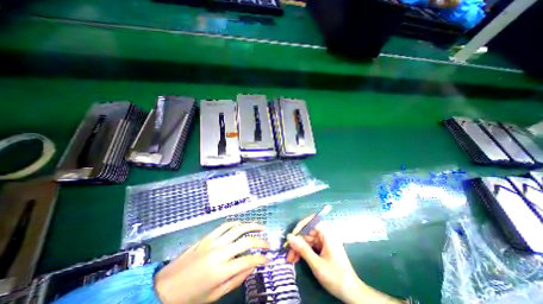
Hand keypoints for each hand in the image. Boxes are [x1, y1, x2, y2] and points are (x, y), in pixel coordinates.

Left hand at [154, 221, 267, 303]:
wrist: (164, 287)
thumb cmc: (190, 296)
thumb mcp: (214, 296)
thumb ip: (236, 280)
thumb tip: (251, 268)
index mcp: (221, 271)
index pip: (248, 261)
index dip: (261, 259)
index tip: (268, 259)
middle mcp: (220, 252)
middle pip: (246, 242)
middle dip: (260, 242)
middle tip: (268, 243)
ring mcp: (213, 241)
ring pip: (237, 228)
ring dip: (251, 226)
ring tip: (261, 227)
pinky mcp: (208, 236)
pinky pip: (225, 225)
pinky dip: (237, 223)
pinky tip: (243, 225)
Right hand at [285, 215, 361, 302]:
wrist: (352, 294)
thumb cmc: (336, 278)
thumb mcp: (317, 264)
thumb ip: (303, 249)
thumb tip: (289, 237)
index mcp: (327, 235)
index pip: (312, 221)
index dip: (301, 226)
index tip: (292, 236)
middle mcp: (325, 235)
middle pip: (308, 232)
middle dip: (297, 241)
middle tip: (288, 253)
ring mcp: (324, 242)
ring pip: (307, 239)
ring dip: (299, 248)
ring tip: (291, 259)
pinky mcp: (323, 249)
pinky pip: (310, 246)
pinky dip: (303, 252)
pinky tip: (297, 259)